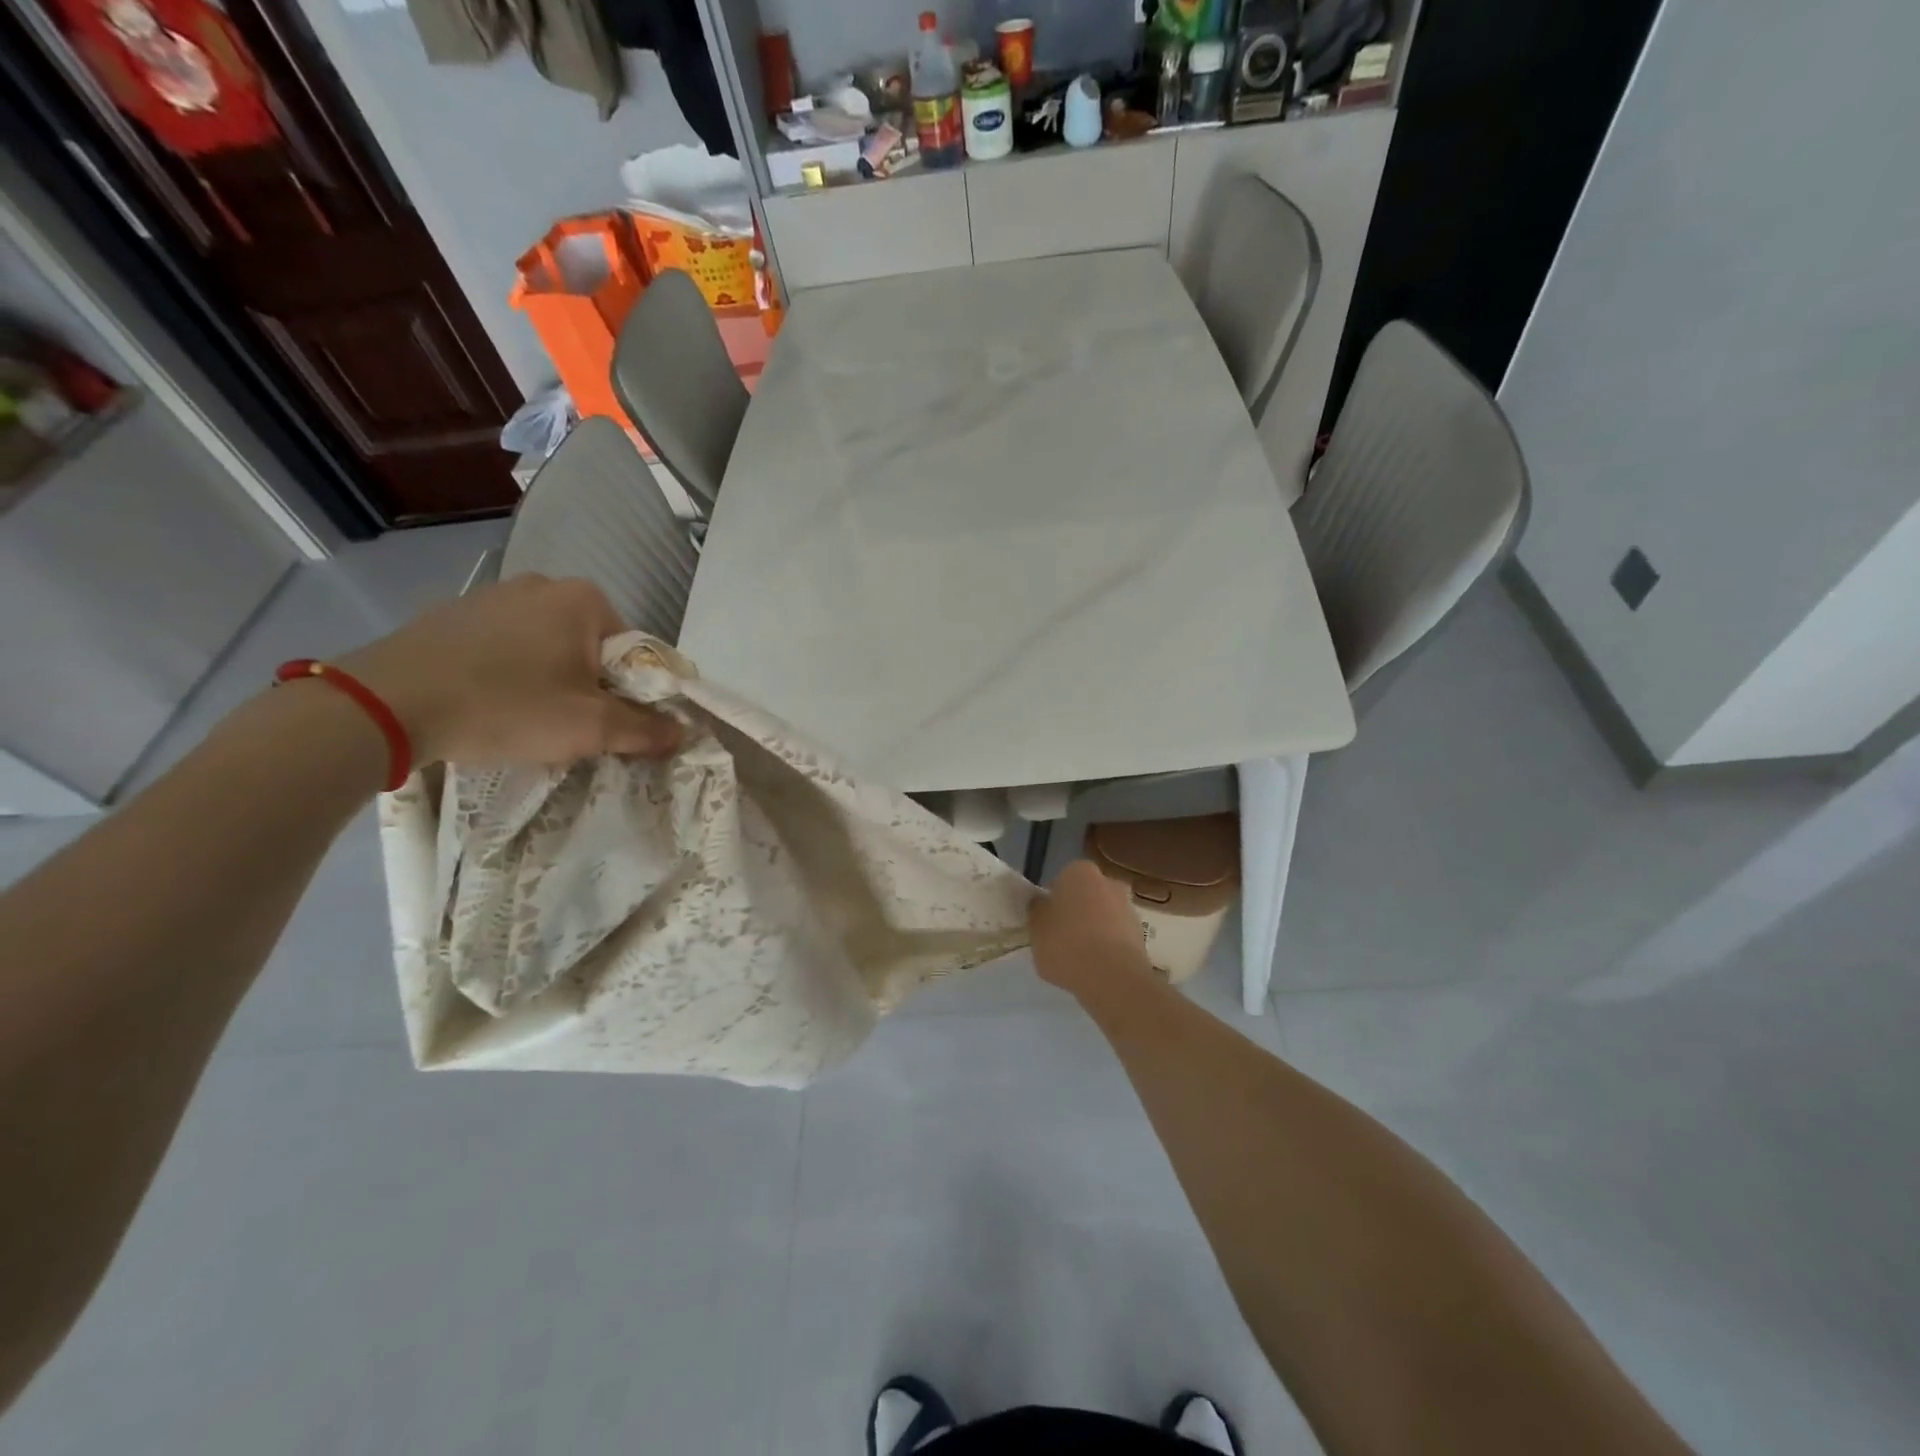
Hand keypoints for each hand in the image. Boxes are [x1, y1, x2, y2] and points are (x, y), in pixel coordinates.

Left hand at [333, 575, 681, 765]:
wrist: (385, 704)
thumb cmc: (506, 706)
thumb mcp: (588, 727)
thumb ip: (644, 728)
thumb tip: (683, 732)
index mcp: (583, 600)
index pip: (634, 649)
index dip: (634, 691)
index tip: (616, 724)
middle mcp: (541, 584)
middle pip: (590, 646)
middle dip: (590, 685)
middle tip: (573, 727)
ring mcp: (490, 595)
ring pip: (545, 645)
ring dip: (550, 679)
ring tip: (527, 719)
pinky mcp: (450, 615)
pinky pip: (502, 646)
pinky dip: (508, 672)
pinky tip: (488, 704)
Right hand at [1029, 859, 1153, 996]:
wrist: (1112, 977)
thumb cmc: (1066, 944)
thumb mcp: (1035, 928)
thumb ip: (1038, 911)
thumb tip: (1042, 903)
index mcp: (1079, 871)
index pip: (1060, 881)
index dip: (1052, 902)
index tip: (1046, 922)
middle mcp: (1107, 881)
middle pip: (1085, 896)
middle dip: (1076, 913)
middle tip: (1060, 938)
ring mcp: (1128, 907)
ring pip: (1102, 916)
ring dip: (1093, 930)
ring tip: (1079, 958)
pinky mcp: (1141, 933)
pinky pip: (1116, 936)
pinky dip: (1107, 947)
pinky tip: (1096, 967)